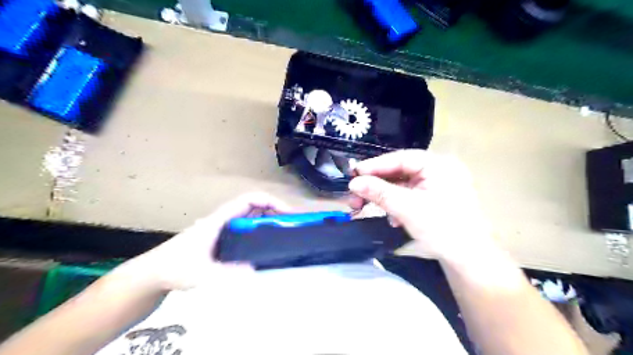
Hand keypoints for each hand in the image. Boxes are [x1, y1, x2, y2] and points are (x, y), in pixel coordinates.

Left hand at [117, 193, 288, 291]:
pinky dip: (260, 232)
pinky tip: (265, 247)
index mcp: (220, 219)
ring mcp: (223, 229)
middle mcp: (224, 219)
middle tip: (292, 226)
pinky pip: (247, 229)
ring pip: (251, 218)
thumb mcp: (202, 273)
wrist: (153, 274)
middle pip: (255, 207)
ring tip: (284, 235)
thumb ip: (226, 273)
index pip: (250, 199)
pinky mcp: (222, 239)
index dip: (271, 201)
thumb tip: (255, 271)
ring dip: (268, 221)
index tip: (287, 213)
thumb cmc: (175, 267)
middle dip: (275, 211)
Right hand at [349, 148, 491, 260]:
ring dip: (385, 197)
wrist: (470, 260)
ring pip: (403, 185)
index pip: (400, 158)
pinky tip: (392, 218)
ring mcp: (438, 185)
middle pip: (400, 171)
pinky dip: (397, 204)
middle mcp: (439, 170)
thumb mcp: (407, 208)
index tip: (353, 174)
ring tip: (368, 207)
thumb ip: (379, 192)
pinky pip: (410, 195)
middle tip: (356, 194)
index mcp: (438, 165)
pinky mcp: (435, 199)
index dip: (374, 166)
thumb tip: (353, 182)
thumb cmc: (442, 229)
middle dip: (377, 185)